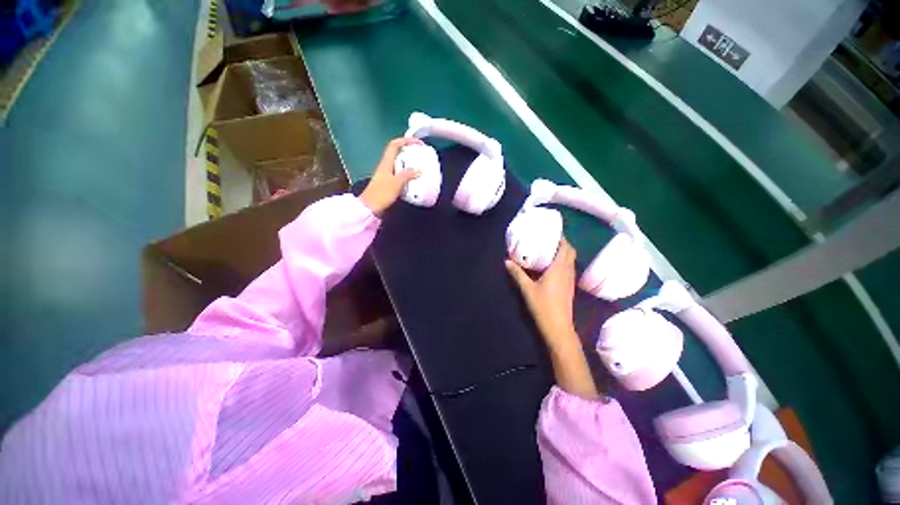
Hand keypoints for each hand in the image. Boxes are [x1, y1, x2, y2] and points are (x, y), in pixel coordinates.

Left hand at [360, 137, 423, 215]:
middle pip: (397, 152)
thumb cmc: (381, 194)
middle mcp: (386, 166)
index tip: (418, 143)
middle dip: (410, 151)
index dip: (406, 141)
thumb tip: (419, 170)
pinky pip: (400, 173)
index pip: (395, 145)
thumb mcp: (396, 183)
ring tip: (420, 165)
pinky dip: (408, 173)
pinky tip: (414, 179)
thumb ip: (407, 175)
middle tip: (421, 155)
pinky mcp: (389, 183)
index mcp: (386, 162)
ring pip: (399, 163)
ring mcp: (387, 174)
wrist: (370, 208)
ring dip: (409, 162)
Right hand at [505, 239, 577, 344]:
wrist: (558, 326)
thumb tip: (507, 261)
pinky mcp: (569, 286)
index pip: (565, 247)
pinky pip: (569, 268)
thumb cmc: (543, 305)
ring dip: (564, 252)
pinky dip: (563, 261)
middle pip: (571, 252)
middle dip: (562, 243)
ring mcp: (570, 279)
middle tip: (548, 239)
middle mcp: (568, 271)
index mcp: (559, 268)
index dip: (561, 237)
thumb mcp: (527, 288)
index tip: (551, 231)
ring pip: (571, 260)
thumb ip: (517, 273)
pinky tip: (551, 265)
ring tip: (549, 249)